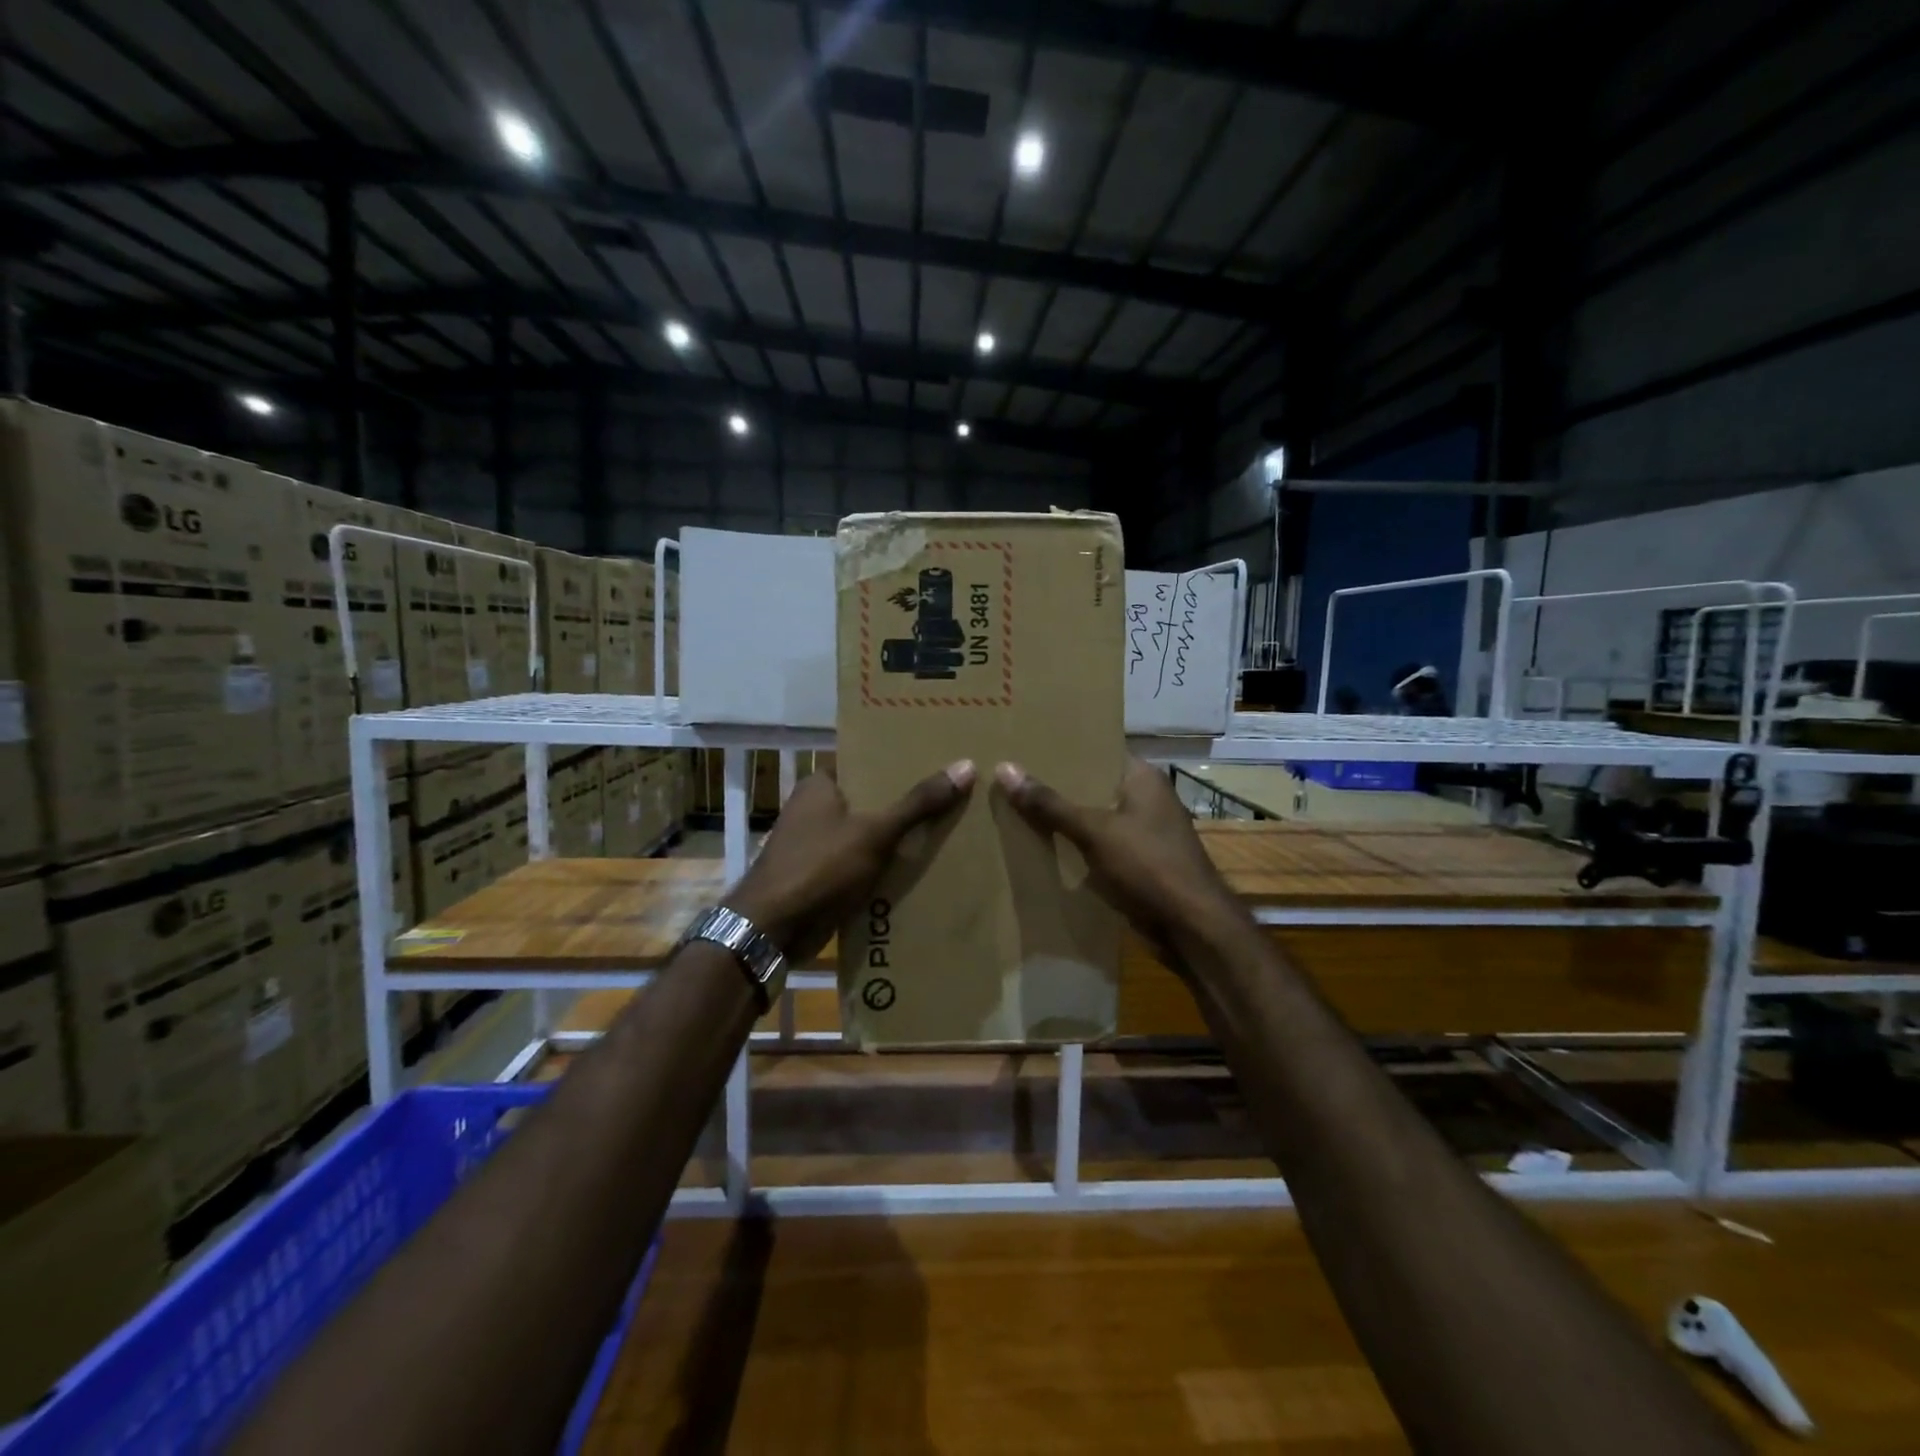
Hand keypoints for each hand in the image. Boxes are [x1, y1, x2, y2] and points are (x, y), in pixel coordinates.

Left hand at [727, 761, 976, 961]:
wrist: (772, 931)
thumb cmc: (819, 868)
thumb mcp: (875, 833)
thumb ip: (918, 802)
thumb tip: (965, 766)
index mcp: (820, 786)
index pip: (866, 762)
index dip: (899, 763)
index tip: (937, 761)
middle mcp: (814, 810)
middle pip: (870, 799)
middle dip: (905, 803)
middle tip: (952, 796)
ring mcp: (815, 845)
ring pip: (867, 834)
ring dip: (896, 838)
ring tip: (946, 830)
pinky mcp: (820, 877)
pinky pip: (860, 864)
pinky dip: (883, 867)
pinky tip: (919, 869)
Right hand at [996, 756, 1245, 955]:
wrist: (1192, 928)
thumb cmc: (1149, 866)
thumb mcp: (1094, 831)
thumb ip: (1050, 804)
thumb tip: (1004, 768)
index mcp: (1142, 778)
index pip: (1098, 750)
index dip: (1064, 747)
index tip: (1026, 745)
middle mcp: (1145, 799)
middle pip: (1092, 785)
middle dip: (1056, 786)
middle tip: (1011, 777)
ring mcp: (1143, 833)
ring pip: (1094, 818)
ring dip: (1063, 819)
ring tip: (1016, 808)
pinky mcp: (1138, 863)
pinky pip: (1098, 846)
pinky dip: (1075, 846)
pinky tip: (1041, 846)